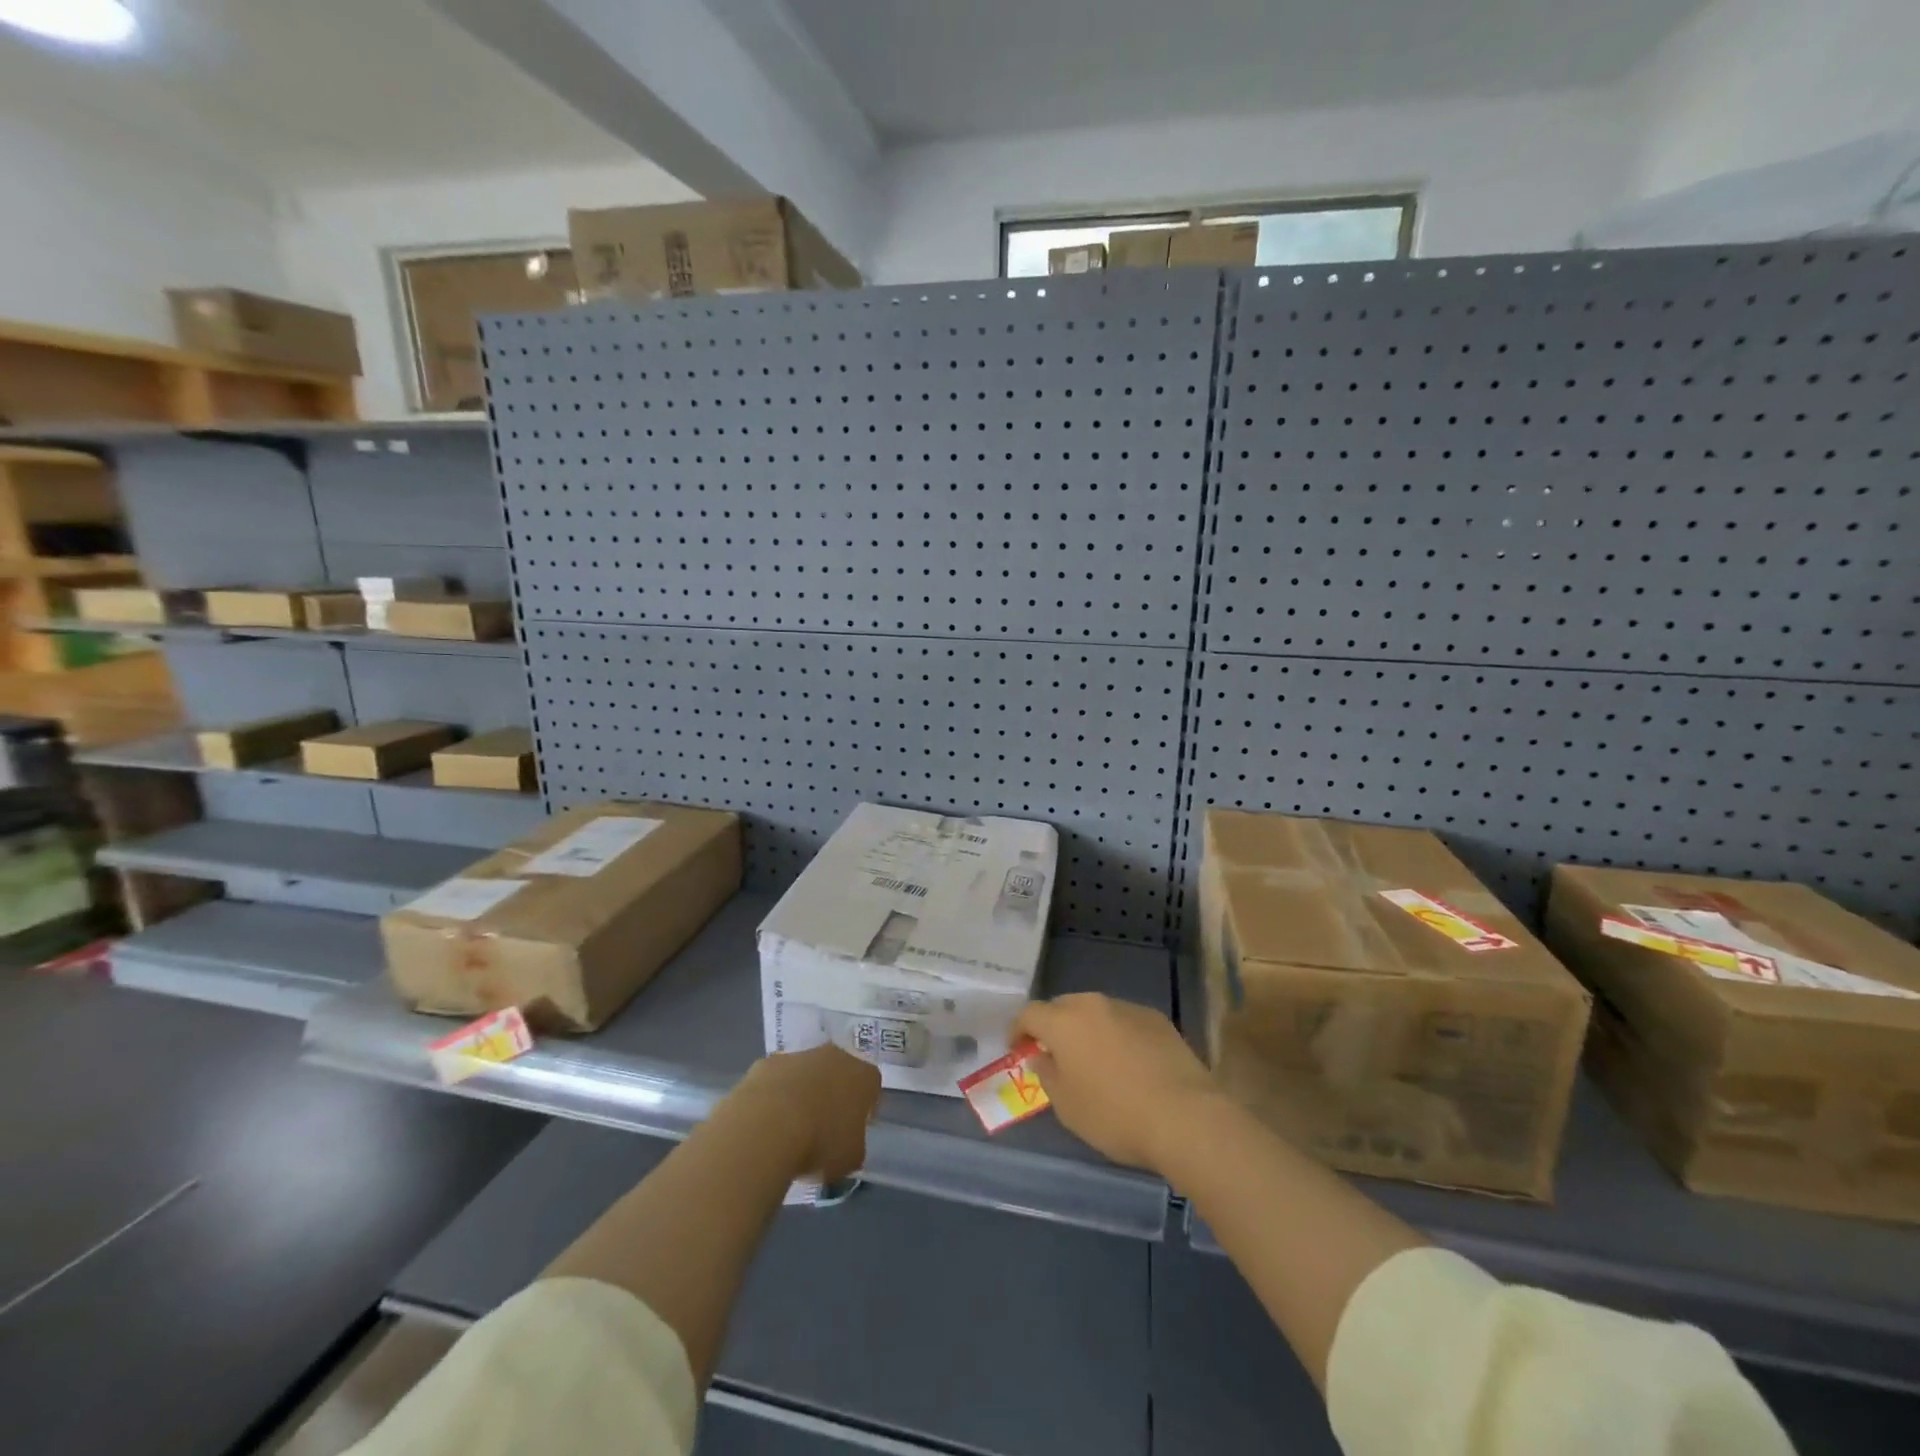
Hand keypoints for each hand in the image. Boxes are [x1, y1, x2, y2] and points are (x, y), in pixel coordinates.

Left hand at [731, 1044, 881, 1181]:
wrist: (768, 1127)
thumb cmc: (820, 1143)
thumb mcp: (851, 1157)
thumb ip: (854, 1145)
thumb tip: (846, 1143)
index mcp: (863, 1076)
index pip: (871, 1086)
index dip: (863, 1108)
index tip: (852, 1130)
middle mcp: (835, 1056)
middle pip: (838, 1072)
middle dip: (831, 1094)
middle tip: (821, 1127)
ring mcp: (799, 1055)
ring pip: (805, 1073)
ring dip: (800, 1093)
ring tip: (788, 1129)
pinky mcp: (766, 1063)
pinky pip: (775, 1079)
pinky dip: (772, 1096)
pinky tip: (764, 1122)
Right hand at [1013, 994, 1222, 1174]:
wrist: (1185, 1116)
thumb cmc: (1115, 1115)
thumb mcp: (1067, 1106)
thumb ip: (1047, 1073)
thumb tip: (1043, 1055)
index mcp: (1064, 1022)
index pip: (1029, 1014)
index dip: (1018, 1030)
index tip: (1017, 1049)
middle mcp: (1093, 1005)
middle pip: (1062, 1007)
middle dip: (1053, 1026)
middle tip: (1054, 1055)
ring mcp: (1128, 1008)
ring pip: (1095, 1012)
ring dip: (1087, 1030)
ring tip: (1093, 1060)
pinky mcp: (1157, 1019)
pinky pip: (1124, 1021)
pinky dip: (1117, 1035)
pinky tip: (1128, 1064)